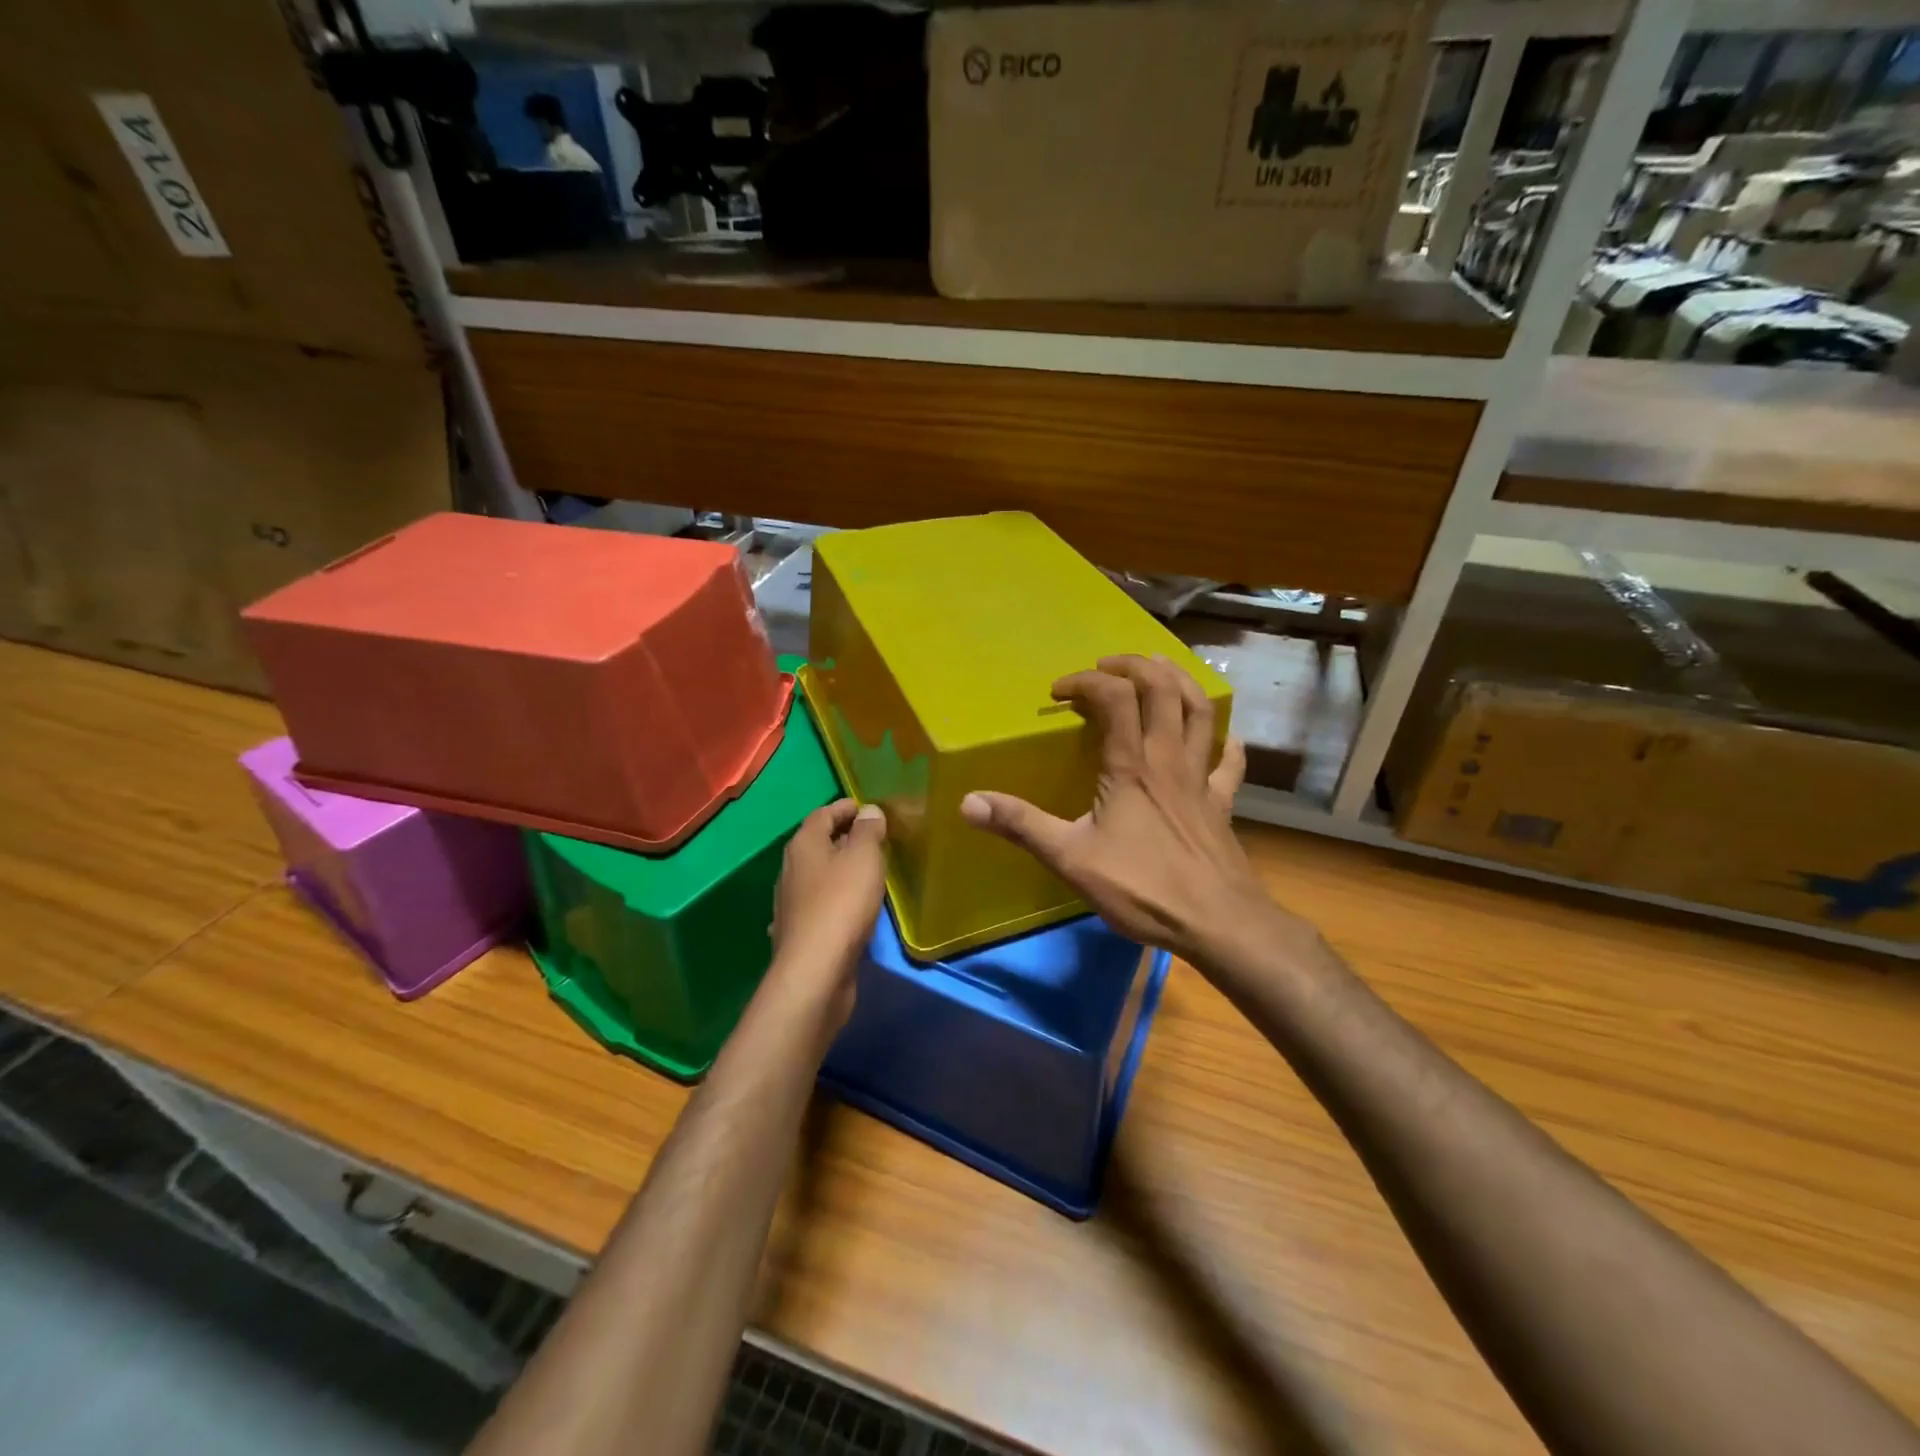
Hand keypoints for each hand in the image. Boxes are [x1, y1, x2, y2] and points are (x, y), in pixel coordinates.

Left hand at [769, 799, 886, 1031]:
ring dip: (840, 870)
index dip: (846, 808)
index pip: (823, 814)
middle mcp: (790, 869)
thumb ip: (868, 831)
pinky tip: (848, 907)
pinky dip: (834, 898)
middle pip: (818, 843)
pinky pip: (819, 904)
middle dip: (844, 837)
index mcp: (803, 845)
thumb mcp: (864, 858)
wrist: (815, 971)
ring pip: (817, 875)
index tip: (869, 808)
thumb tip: (868, 811)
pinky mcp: (798, 931)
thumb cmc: (842, 904)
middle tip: (875, 839)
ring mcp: (791, 903)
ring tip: (868, 872)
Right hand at [960, 655, 1279, 965]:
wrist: (1217, 923)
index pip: (1114, 697)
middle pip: (1162, 689)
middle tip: (1108, 665)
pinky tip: (1223, 738)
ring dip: (1180, 683)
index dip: (1085, 682)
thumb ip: (1022, 826)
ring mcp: (1201, 779)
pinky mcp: (1221, 804)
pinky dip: (1226, 744)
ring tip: (1160, 669)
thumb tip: (968, 802)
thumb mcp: (1071, 858)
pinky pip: (1229, 763)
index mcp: (1131, 766)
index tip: (1058, 692)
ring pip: (1200, 713)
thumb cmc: (1142, 888)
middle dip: (1135, 666)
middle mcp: (1169, 759)